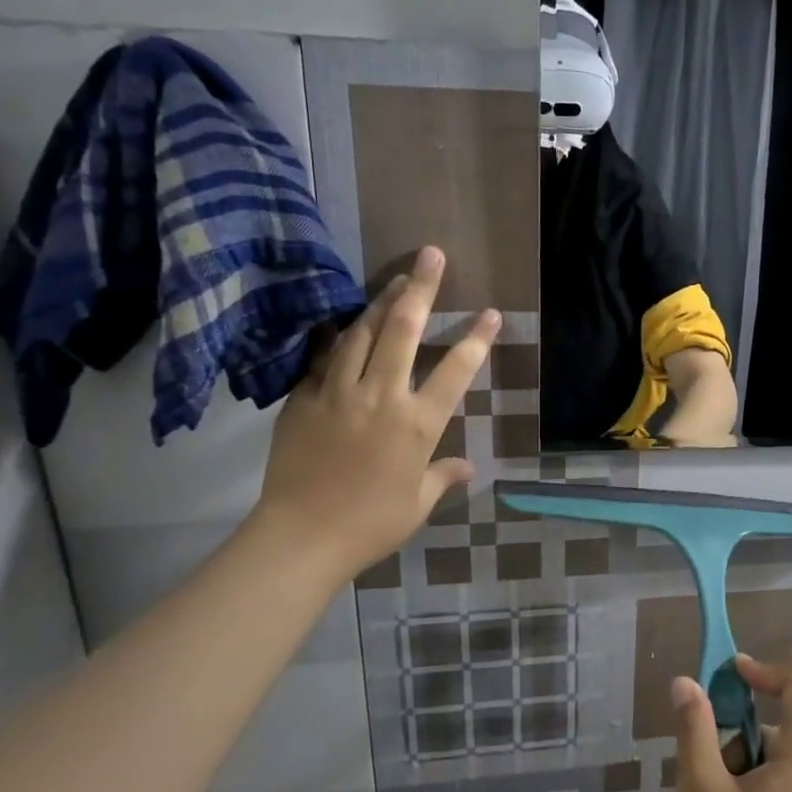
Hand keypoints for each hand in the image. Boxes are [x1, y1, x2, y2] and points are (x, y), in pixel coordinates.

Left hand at [251, 246, 498, 575]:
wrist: (302, 536)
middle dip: (421, 289)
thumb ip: (443, 476)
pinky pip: (325, 357)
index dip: (475, 339)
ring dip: (381, 302)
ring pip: (362, 333)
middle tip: (431, 255)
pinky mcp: (304, 398)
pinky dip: (339, 337)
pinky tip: (346, 324)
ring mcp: (339, 392)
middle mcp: (382, 396)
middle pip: (403, 330)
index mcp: (418, 423)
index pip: (455, 370)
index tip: (490, 313)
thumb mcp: (417, 503)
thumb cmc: (370, 524)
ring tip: (396, 279)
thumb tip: (469, 467)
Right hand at [671, 656, 791, 791]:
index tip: (727, 680)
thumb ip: (694, 732)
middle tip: (706, 769)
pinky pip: (783, 776)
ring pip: (777, 750)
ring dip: (740, 762)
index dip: (764, 668)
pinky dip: (753, 783)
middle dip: (737, 732)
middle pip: (781, 717)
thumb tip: (685, 683)